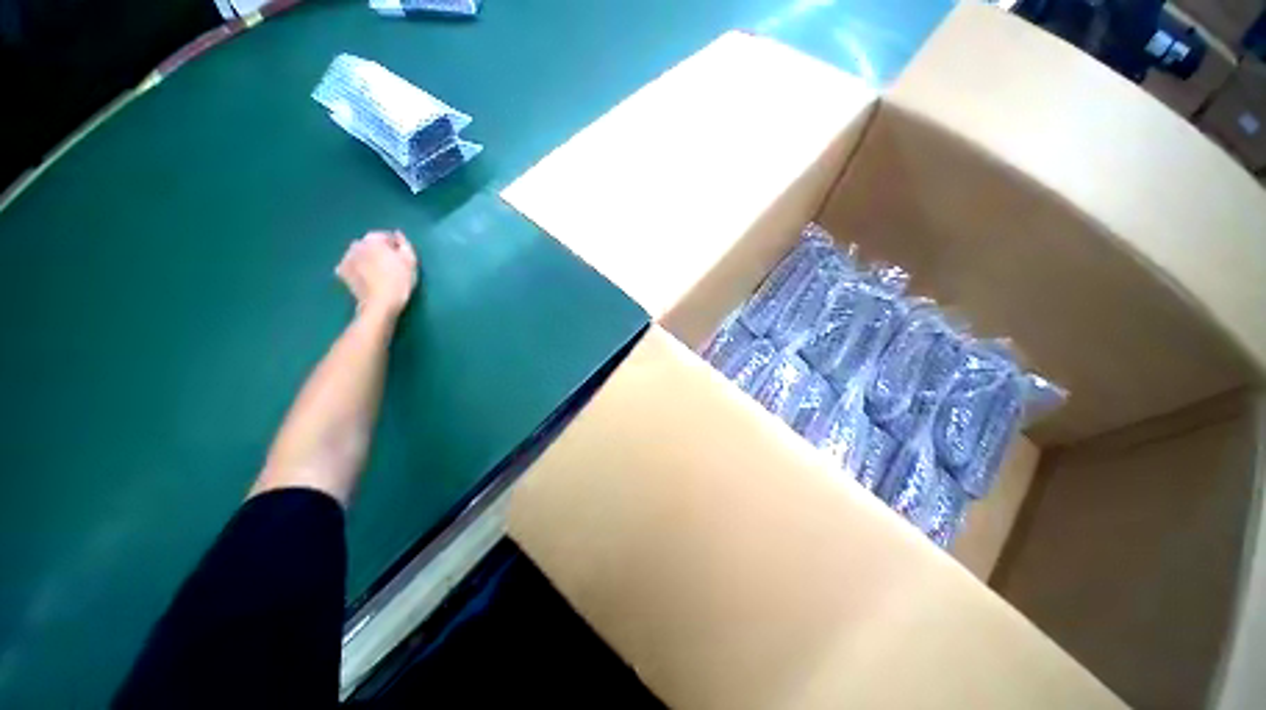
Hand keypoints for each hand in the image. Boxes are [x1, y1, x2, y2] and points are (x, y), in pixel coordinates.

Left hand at [336, 230, 418, 319]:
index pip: (386, 236)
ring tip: (379, 272)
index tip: (402, 258)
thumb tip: (398, 234)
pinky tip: (366, 277)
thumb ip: (404, 244)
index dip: (396, 247)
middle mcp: (356, 244)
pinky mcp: (342, 271)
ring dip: (368, 259)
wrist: (381, 303)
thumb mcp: (410, 261)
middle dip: (379, 251)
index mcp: (374, 239)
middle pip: (371, 244)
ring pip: (360, 254)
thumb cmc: (400, 281)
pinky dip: (358, 268)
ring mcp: (346, 258)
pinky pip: (351, 264)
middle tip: (391, 266)